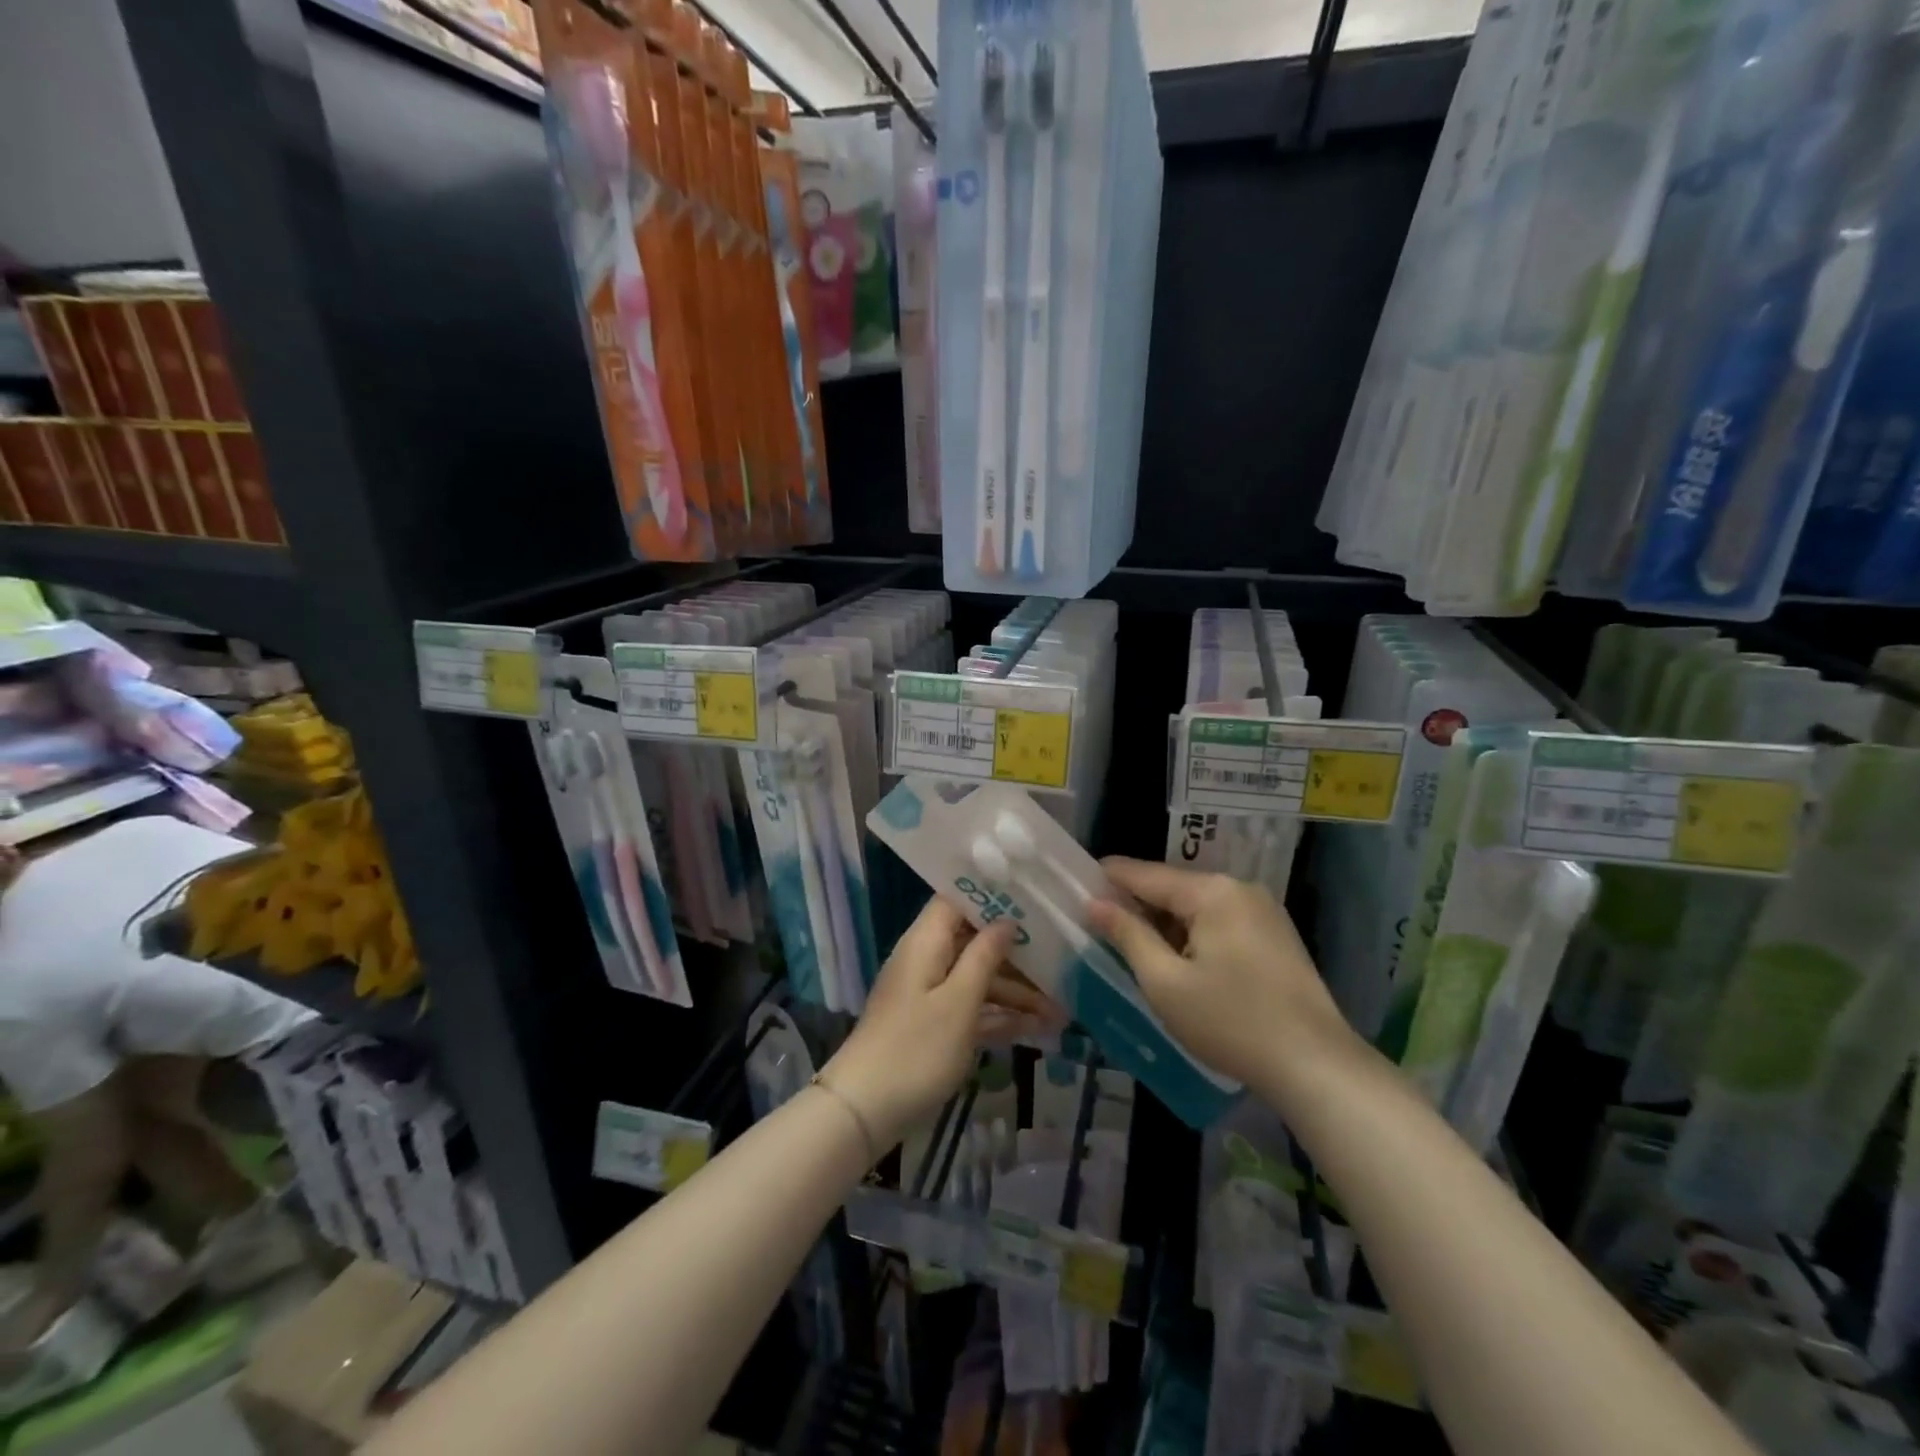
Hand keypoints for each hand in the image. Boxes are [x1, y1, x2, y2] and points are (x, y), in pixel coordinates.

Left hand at [823, 900, 1055, 1152]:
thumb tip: (1006, 921)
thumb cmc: (916, 1049)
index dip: (992, 898)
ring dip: (1016, 993)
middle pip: (974, 943)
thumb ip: (984, 956)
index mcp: (926, 942)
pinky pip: (972, 1010)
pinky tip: (1038, 1030)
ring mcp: (930, 995)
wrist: (864, 1111)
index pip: (957, 901)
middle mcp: (927, 961)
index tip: (1031, 901)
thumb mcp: (958, 1001)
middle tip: (1060, 962)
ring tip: (1061, 1011)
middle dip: (1017, 955)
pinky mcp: (934, 1027)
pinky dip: (1000, 1017)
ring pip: (978, 980)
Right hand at [1085, 859, 1362, 1095]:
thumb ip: (1128, 935)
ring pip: (1197, 907)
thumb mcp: (1165, 982)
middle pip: (1173, 888)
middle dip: (1138, 905)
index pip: (1146, 874)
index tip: (1077, 883)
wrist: (1316, 1065)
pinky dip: (1194, 934)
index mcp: (1211, 892)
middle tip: (1101, 924)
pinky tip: (1180, 961)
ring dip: (1166, 923)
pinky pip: (1220, 921)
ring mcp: (1263, 910)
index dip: (1109, 878)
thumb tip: (1094, 903)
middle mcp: (1239, 888)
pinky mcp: (1276, 935)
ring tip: (1134, 945)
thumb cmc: (1230, 1022)